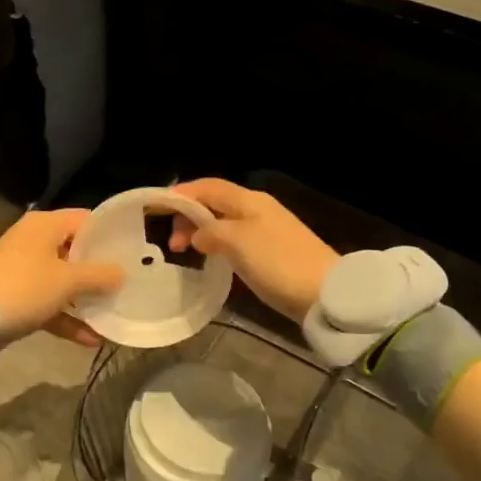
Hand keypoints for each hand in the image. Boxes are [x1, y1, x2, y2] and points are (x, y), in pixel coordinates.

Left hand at [0, 208, 124, 348]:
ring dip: (87, 299)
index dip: (111, 235)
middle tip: (131, 284)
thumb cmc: (24, 288)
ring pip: (65, 281)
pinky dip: (68, 318)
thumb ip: (100, 275)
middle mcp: (35, 242)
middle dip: (102, 271)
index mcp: (46, 225)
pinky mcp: (19, 297)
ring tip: (115, 313)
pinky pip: (51, 303)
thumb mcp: (68, 281)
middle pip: (77, 252)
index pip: (87, 220)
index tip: (135, 252)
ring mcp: (26, 271)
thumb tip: (123, 272)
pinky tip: (92, 339)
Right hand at [166, 179, 336, 325]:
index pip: (207, 187)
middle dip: (189, 216)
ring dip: (202, 232)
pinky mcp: (273, 253)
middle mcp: (257, 209)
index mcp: (248, 200)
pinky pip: (236, 240)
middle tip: (170, 243)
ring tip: (184, 252)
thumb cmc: (277, 262)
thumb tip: (199, 235)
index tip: (156, 209)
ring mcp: (267, 231)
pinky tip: (212, 260)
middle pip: (215, 203)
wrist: (325, 294)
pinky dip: (218, 245)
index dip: (181, 194)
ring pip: (225, 223)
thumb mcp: (237, 242)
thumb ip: (210, 232)